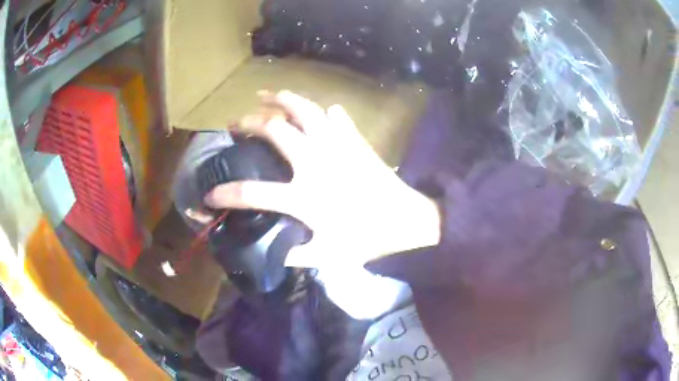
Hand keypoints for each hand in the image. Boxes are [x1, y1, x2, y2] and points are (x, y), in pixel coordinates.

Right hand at [204, 90, 440, 267]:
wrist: (406, 220)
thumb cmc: (367, 239)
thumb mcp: (327, 256)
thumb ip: (294, 255)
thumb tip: (271, 253)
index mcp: (303, 194)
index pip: (251, 192)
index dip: (226, 195)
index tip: (210, 195)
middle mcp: (314, 161)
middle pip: (274, 129)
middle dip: (249, 123)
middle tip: (236, 123)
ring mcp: (336, 145)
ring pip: (304, 110)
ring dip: (282, 99)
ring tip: (266, 94)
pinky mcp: (355, 140)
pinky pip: (337, 117)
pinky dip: (325, 112)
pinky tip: (321, 110)